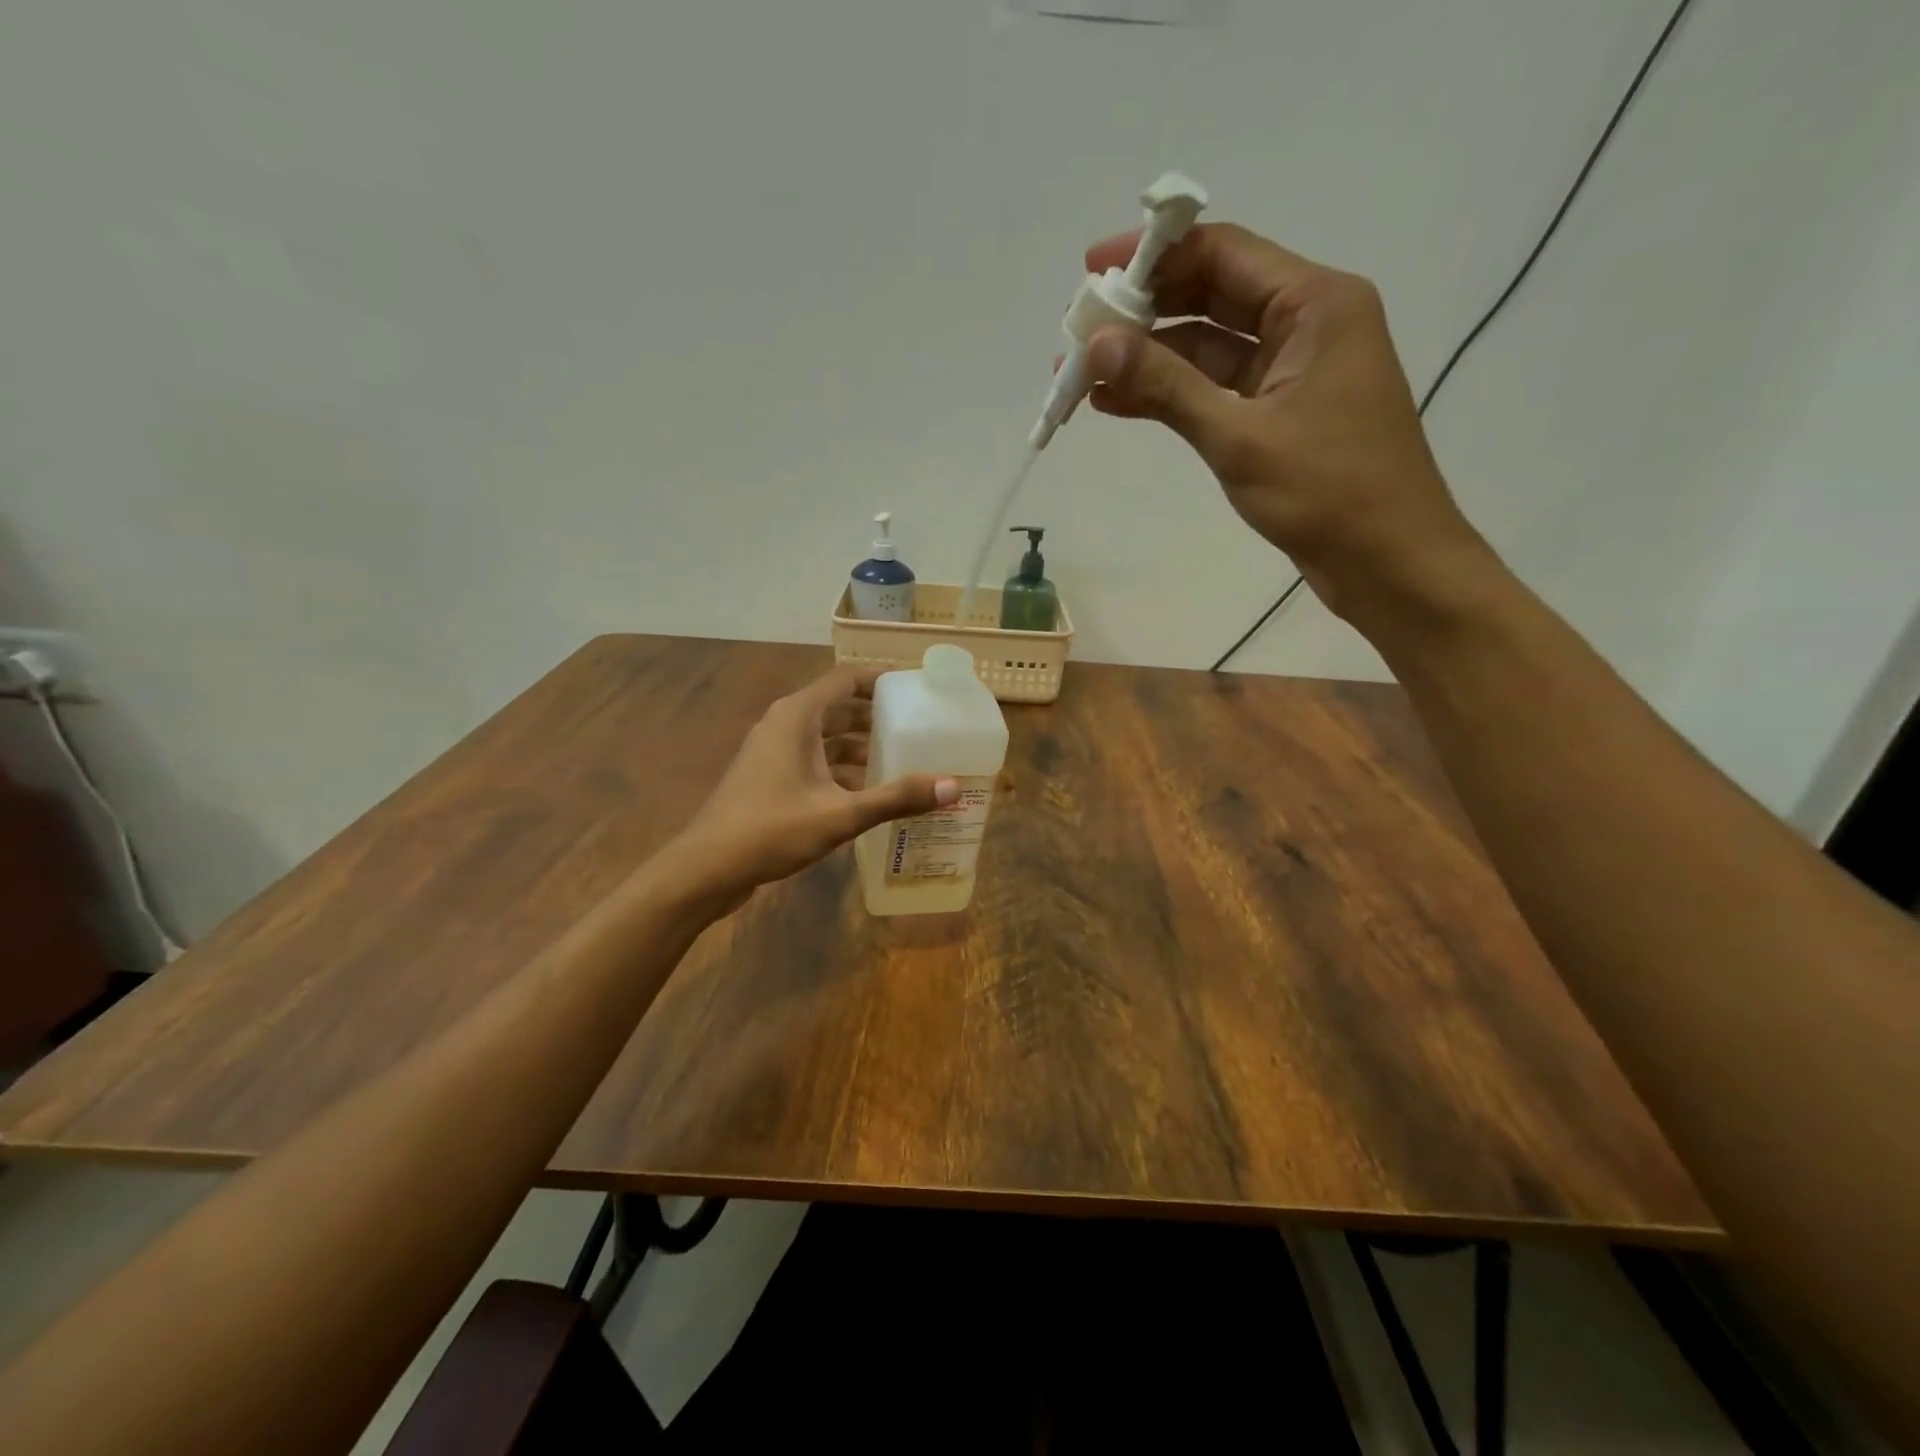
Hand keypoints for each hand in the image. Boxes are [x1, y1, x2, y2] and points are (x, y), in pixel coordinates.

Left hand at [672, 665, 958, 902]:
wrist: (706, 868)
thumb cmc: (771, 829)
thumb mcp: (841, 814)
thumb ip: (896, 798)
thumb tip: (952, 787)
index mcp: (797, 716)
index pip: (846, 680)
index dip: (882, 681)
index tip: (917, 691)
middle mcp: (784, 725)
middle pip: (839, 708)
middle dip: (878, 718)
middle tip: (919, 729)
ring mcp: (773, 752)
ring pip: (826, 738)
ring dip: (861, 747)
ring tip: (903, 761)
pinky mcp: (769, 778)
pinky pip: (814, 761)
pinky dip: (842, 770)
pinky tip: (869, 794)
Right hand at [1081, 224, 1494, 619]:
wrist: (1387, 561)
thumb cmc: (1327, 491)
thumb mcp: (1239, 436)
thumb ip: (1166, 386)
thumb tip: (1097, 344)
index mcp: (1315, 304)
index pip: (1223, 253)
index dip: (1153, 255)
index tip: (1091, 272)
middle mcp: (1306, 323)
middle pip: (1211, 296)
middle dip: (1143, 313)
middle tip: (1078, 334)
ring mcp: (1292, 372)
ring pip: (1208, 348)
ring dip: (1149, 359)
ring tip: (1082, 376)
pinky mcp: (1279, 414)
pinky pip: (1216, 389)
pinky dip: (1171, 395)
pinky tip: (1117, 403)